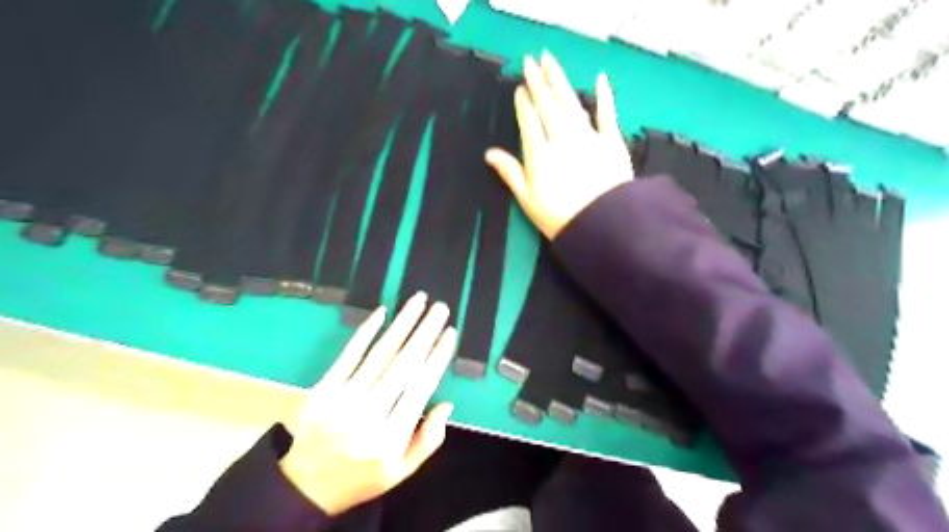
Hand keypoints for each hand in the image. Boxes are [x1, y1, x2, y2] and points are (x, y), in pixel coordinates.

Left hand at [279, 293, 456, 515]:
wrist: (304, 486)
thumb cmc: (360, 476)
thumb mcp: (401, 472)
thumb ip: (428, 441)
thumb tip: (446, 404)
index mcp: (391, 436)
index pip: (421, 386)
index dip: (438, 356)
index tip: (450, 333)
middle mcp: (370, 413)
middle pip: (404, 364)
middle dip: (425, 331)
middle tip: (440, 307)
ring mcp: (343, 398)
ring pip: (380, 353)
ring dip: (402, 323)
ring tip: (418, 301)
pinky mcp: (323, 388)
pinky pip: (349, 354)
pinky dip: (366, 331)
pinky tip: (381, 312)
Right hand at [484, 52, 632, 239]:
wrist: (603, 226)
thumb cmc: (559, 218)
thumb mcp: (527, 200)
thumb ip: (510, 173)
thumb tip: (489, 154)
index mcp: (540, 153)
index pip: (529, 121)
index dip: (523, 104)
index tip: (520, 88)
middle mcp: (563, 138)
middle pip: (548, 105)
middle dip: (538, 82)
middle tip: (531, 61)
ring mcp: (589, 137)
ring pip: (571, 103)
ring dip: (560, 81)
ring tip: (550, 62)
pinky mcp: (612, 142)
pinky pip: (607, 114)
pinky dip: (604, 96)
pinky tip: (599, 79)